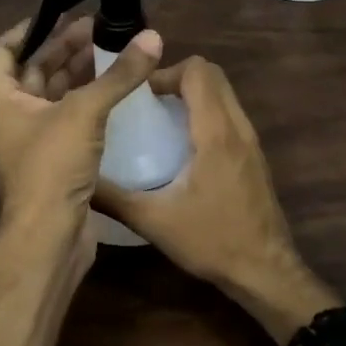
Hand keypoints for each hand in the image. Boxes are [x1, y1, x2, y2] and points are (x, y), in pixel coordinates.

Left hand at [0, 15, 162, 257]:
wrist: (50, 236)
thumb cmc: (52, 166)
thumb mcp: (84, 112)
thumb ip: (118, 74)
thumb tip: (152, 37)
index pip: (5, 47)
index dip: (32, 27)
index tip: (63, 12)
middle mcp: (9, 112)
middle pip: (35, 67)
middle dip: (65, 46)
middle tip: (100, 26)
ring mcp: (30, 135)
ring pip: (54, 92)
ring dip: (79, 71)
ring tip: (112, 49)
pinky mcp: (52, 155)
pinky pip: (68, 115)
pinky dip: (87, 98)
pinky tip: (114, 87)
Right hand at [96, 57, 333, 339]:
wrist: (266, 273)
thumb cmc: (212, 242)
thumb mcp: (153, 221)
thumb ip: (113, 198)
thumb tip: (79, 181)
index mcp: (216, 134)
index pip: (198, 72)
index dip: (166, 73)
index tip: (139, 95)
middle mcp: (238, 129)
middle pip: (214, 75)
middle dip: (178, 78)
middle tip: (147, 103)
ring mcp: (251, 142)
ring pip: (224, 94)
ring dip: (193, 95)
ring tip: (160, 119)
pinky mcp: (254, 157)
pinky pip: (229, 115)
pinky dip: (206, 113)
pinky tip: (181, 145)